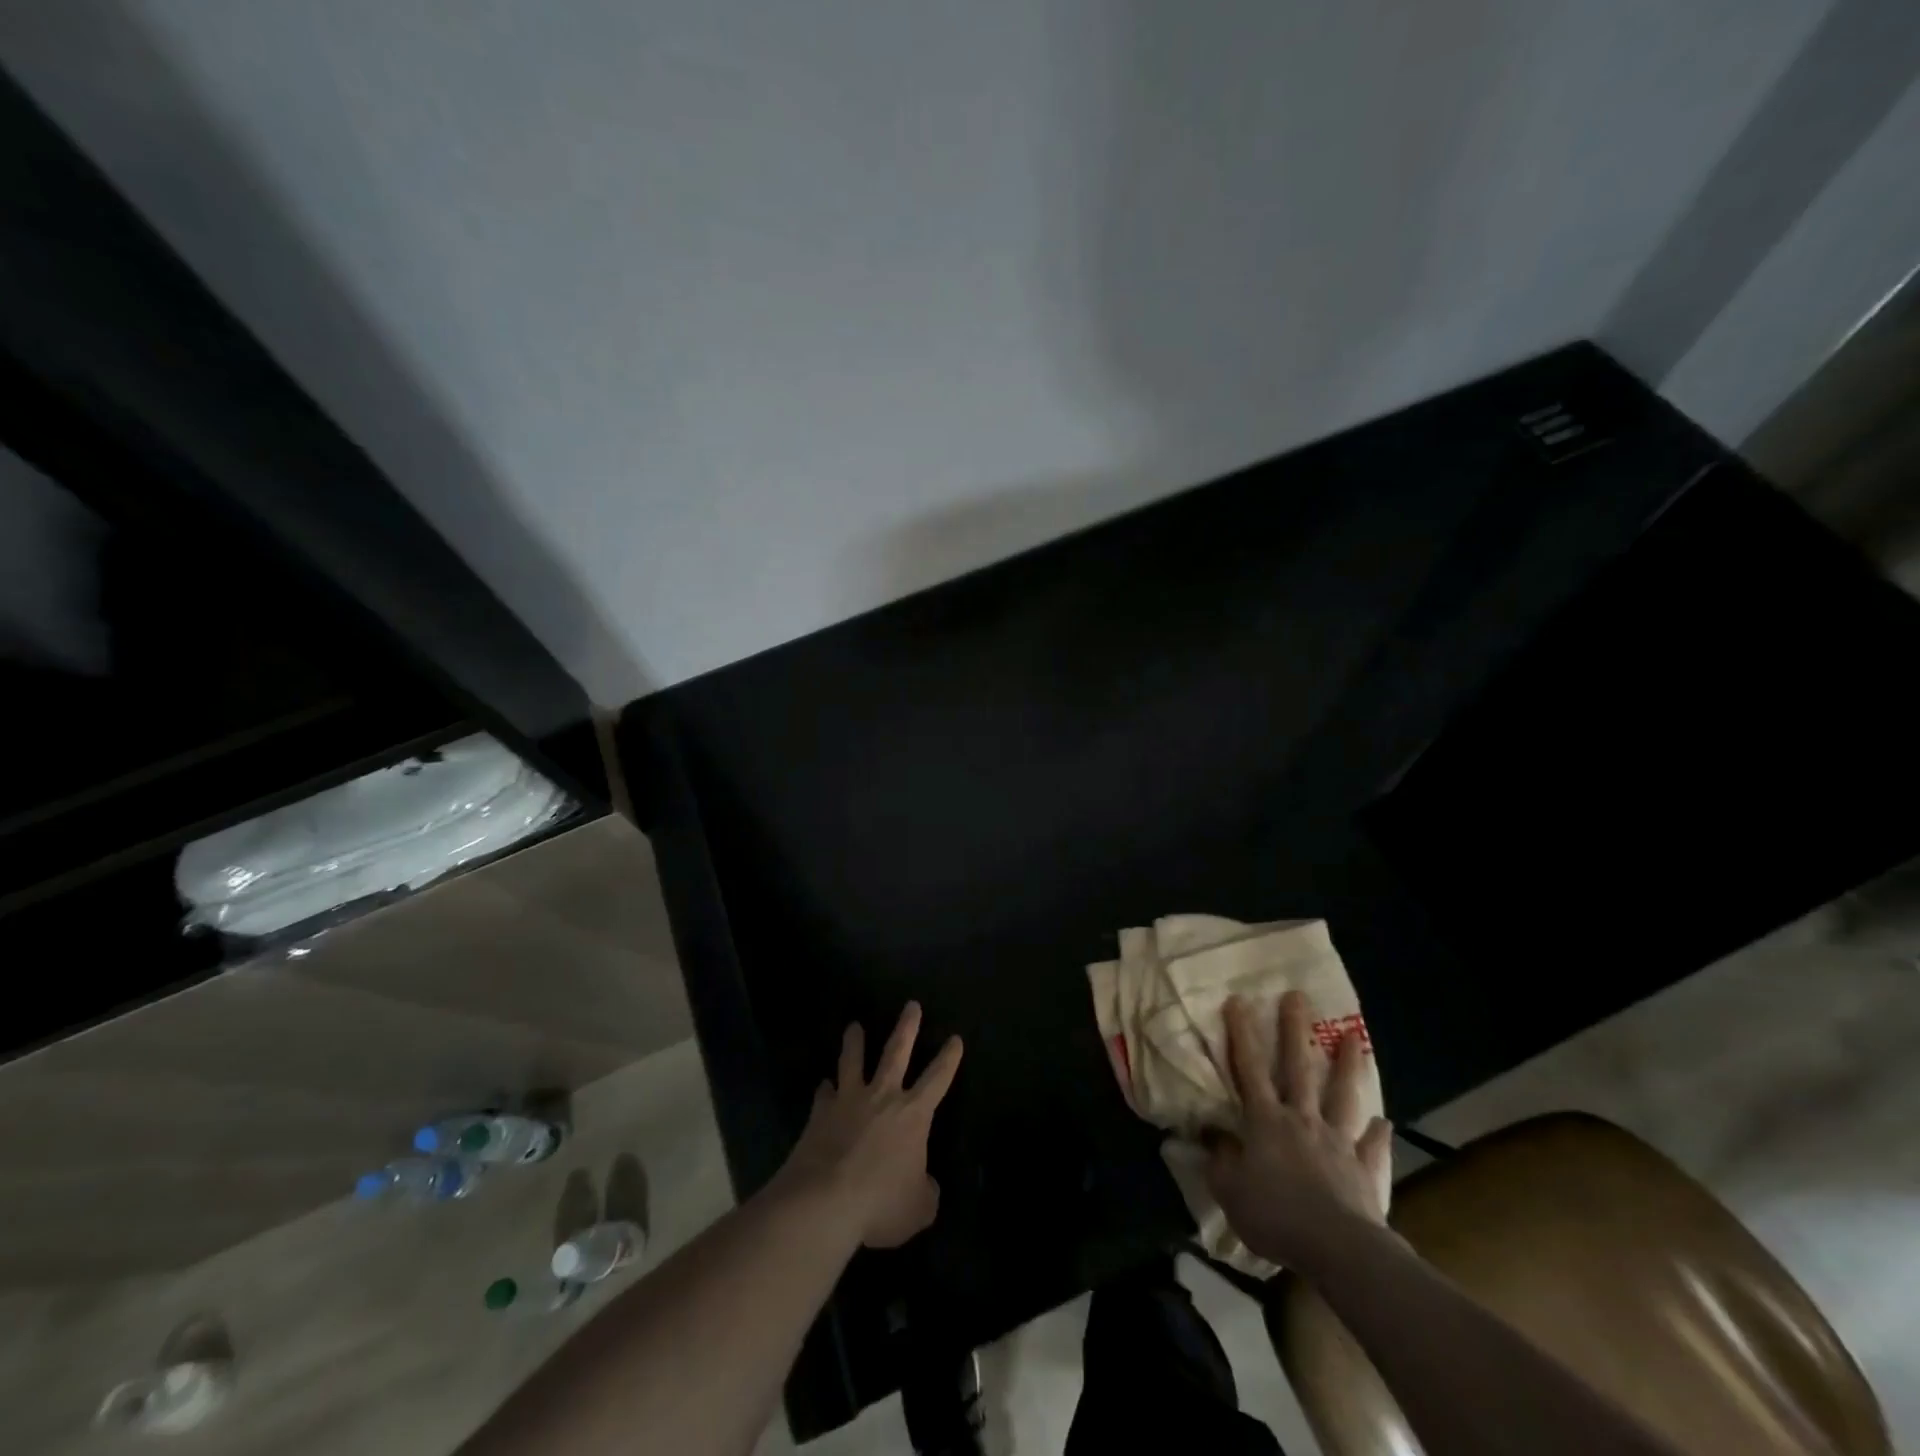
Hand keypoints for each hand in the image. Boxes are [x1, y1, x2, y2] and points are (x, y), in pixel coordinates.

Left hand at [778, 1002, 964, 1248]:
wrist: (824, 1201)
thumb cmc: (880, 1203)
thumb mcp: (918, 1208)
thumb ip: (926, 1192)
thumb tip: (925, 1184)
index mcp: (913, 1114)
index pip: (938, 1078)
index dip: (949, 1059)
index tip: (955, 1039)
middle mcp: (883, 1096)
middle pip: (896, 1051)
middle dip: (907, 1027)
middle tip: (911, 1005)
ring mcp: (848, 1100)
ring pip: (854, 1061)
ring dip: (855, 1042)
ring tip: (854, 1027)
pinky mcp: (820, 1113)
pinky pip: (824, 1094)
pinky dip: (825, 1089)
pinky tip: (823, 1085)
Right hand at [1205, 990, 1392, 1270]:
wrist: (1337, 1249)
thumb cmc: (1275, 1215)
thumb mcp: (1229, 1189)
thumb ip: (1219, 1158)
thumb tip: (1211, 1133)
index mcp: (1265, 1121)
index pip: (1248, 1068)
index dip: (1241, 1034)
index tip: (1238, 1000)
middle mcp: (1302, 1120)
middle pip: (1298, 1068)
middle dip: (1294, 1030)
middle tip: (1297, 996)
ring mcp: (1337, 1142)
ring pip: (1342, 1096)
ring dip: (1347, 1065)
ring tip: (1354, 1037)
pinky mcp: (1364, 1170)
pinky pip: (1371, 1147)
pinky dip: (1378, 1134)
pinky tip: (1385, 1121)